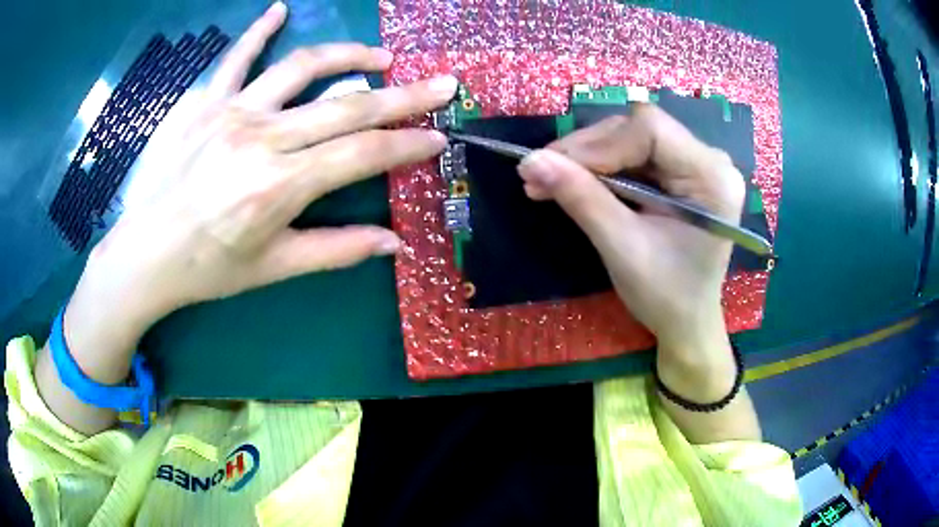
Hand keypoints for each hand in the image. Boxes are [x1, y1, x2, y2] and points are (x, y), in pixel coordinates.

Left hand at [70, 2, 457, 339]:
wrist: (146, 253)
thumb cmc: (209, 267)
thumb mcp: (274, 267)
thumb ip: (336, 250)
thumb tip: (393, 242)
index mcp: (279, 186)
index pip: (361, 155)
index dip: (406, 144)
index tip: (439, 136)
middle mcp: (262, 139)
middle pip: (345, 106)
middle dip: (403, 96)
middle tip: (442, 84)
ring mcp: (233, 113)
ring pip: (301, 68)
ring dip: (348, 55)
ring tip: (381, 56)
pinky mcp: (207, 104)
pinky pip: (236, 58)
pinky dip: (258, 31)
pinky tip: (278, 9)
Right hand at [517, 105, 743, 353]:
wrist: (687, 322)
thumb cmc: (666, 295)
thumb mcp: (623, 249)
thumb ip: (582, 199)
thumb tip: (532, 161)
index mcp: (711, 178)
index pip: (650, 129)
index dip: (597, 143)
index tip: (551, 165)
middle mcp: (709, 161)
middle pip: (639, 130)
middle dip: (586, 150)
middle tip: (538, 172)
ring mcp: (696, 164)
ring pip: (631, 139)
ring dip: (586, 158)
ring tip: (545, 179)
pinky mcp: (681, 174)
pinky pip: (634, 156)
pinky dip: (599, 169)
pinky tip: (571, 181)